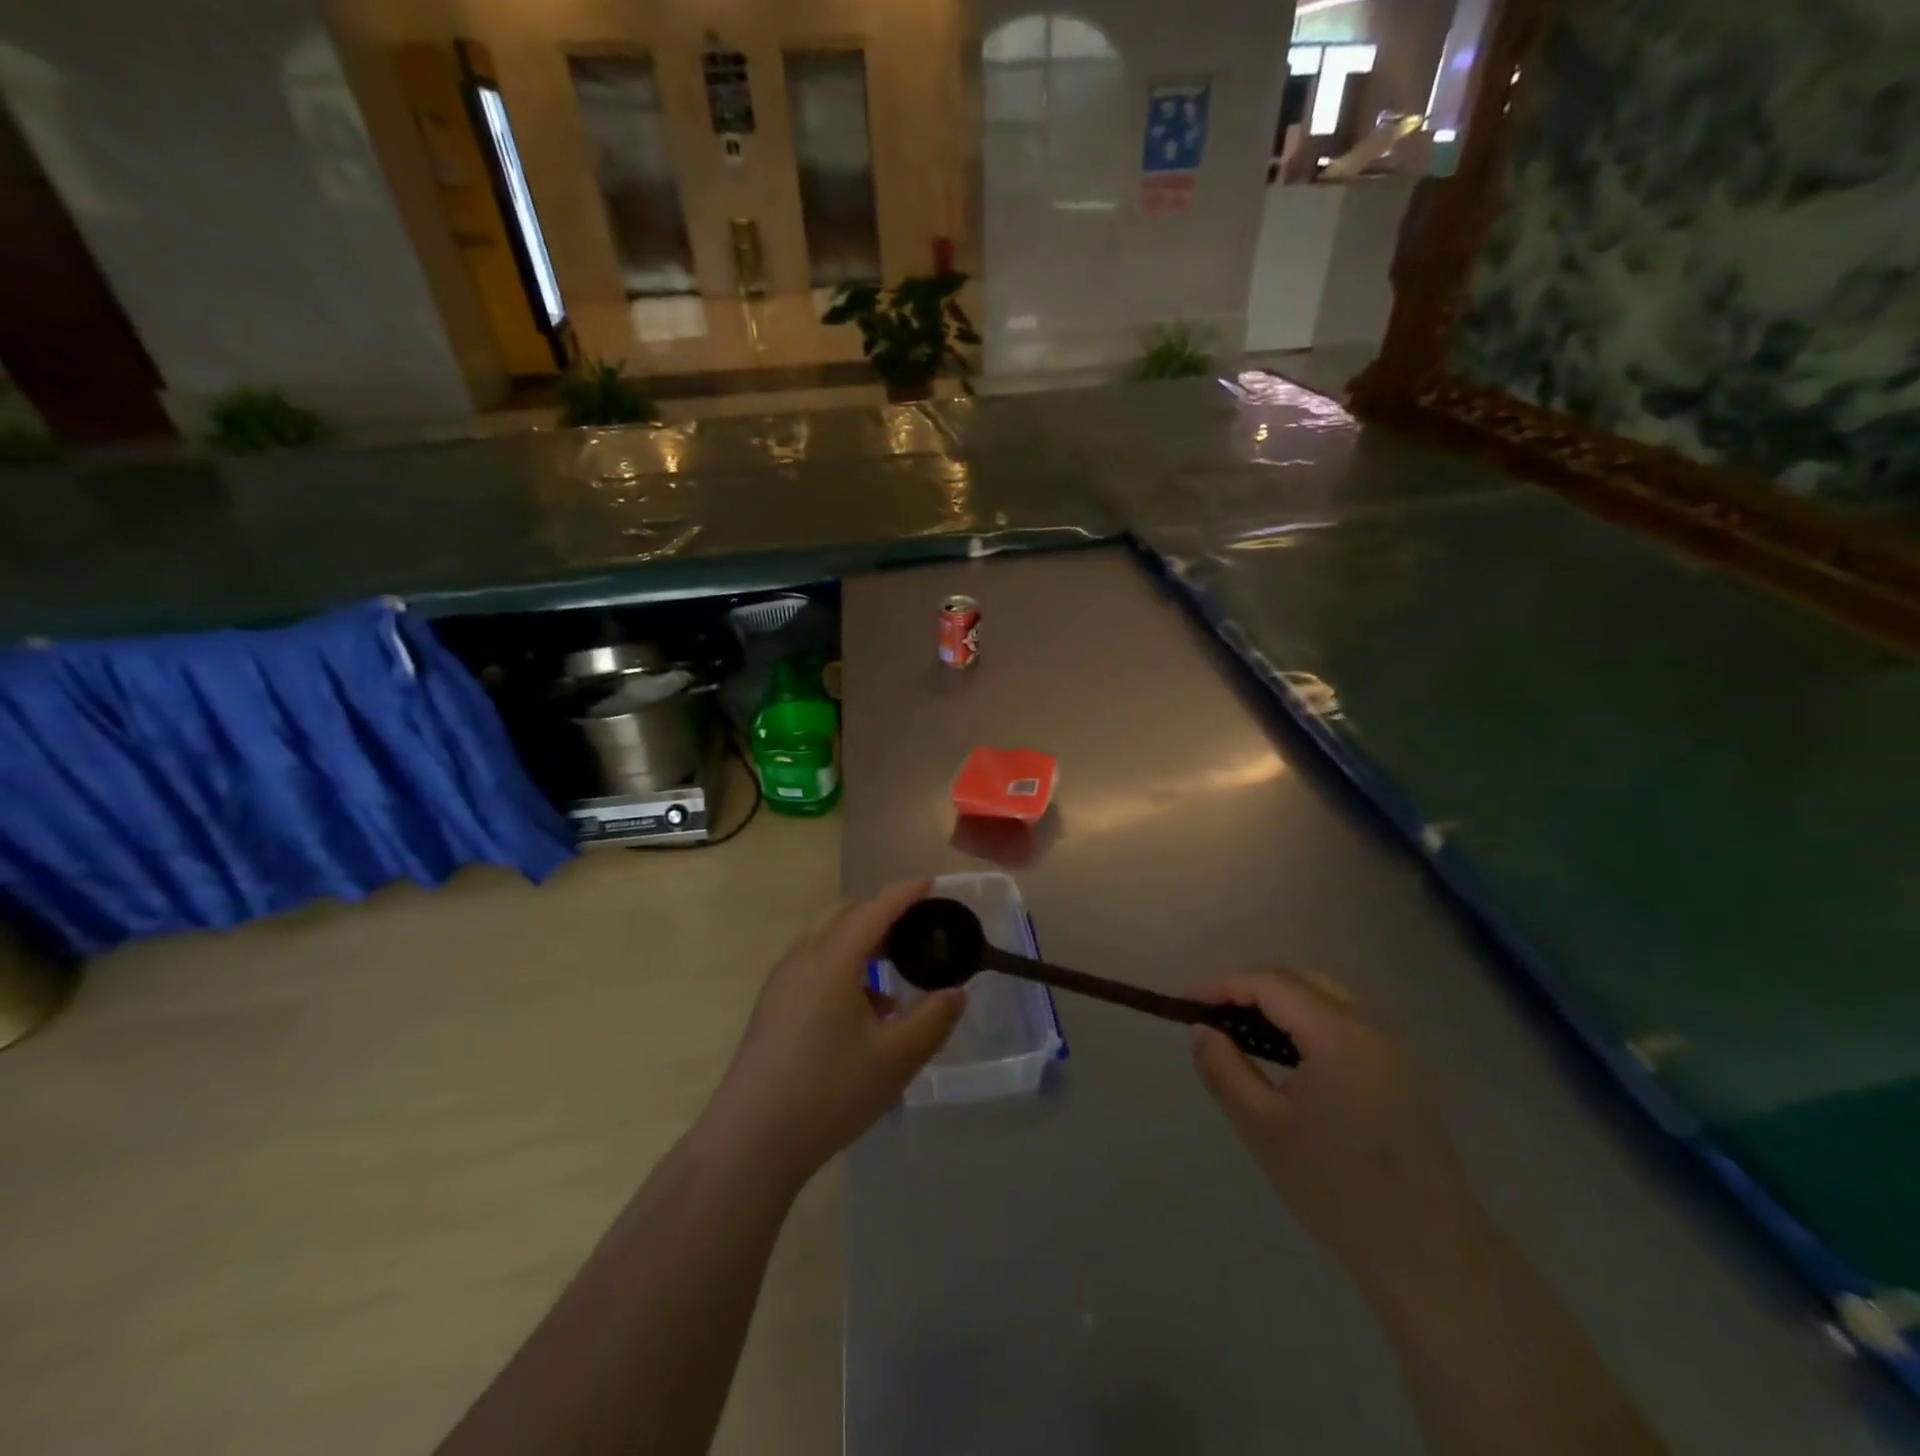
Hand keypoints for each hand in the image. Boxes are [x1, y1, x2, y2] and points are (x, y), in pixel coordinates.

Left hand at [699, 881, 964, 1187]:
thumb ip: (933, 1020)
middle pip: (845, 915)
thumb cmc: (829, 1092)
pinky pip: (813, 965)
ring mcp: (782, 982)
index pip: (874, 909)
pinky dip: (842, 966)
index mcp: (833, 959)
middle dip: (881, 913)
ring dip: (861, 942)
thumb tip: (956, 992)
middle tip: (916, 928)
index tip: (930, 883)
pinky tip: (862, 1010)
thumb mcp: (896, 1059)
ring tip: (893, 972)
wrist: (750, 1140)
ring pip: (826, 940)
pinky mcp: (771, 1006)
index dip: (904, 893)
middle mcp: (803, 958)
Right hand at [1191, 969, 1490, 1296]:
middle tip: (1211, 1013)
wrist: (1430, 1256)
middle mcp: (1370, 1027)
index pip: (1270, 983)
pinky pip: (1343, 1021)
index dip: (1223, 985)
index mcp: (1338, 1035)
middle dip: (1249, 987)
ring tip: (1239, 1029)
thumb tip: (1202, 1029)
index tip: (1186, 1003)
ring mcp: (1392, 1047)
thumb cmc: (1338, 1190)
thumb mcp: (1263, 1129)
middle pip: (1299, 980)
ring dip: (1278, 1001)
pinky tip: (1284, 1052)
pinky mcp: (1401, 1070)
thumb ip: (1224, 1070)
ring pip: (1323, 997)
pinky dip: (1305, 1020)